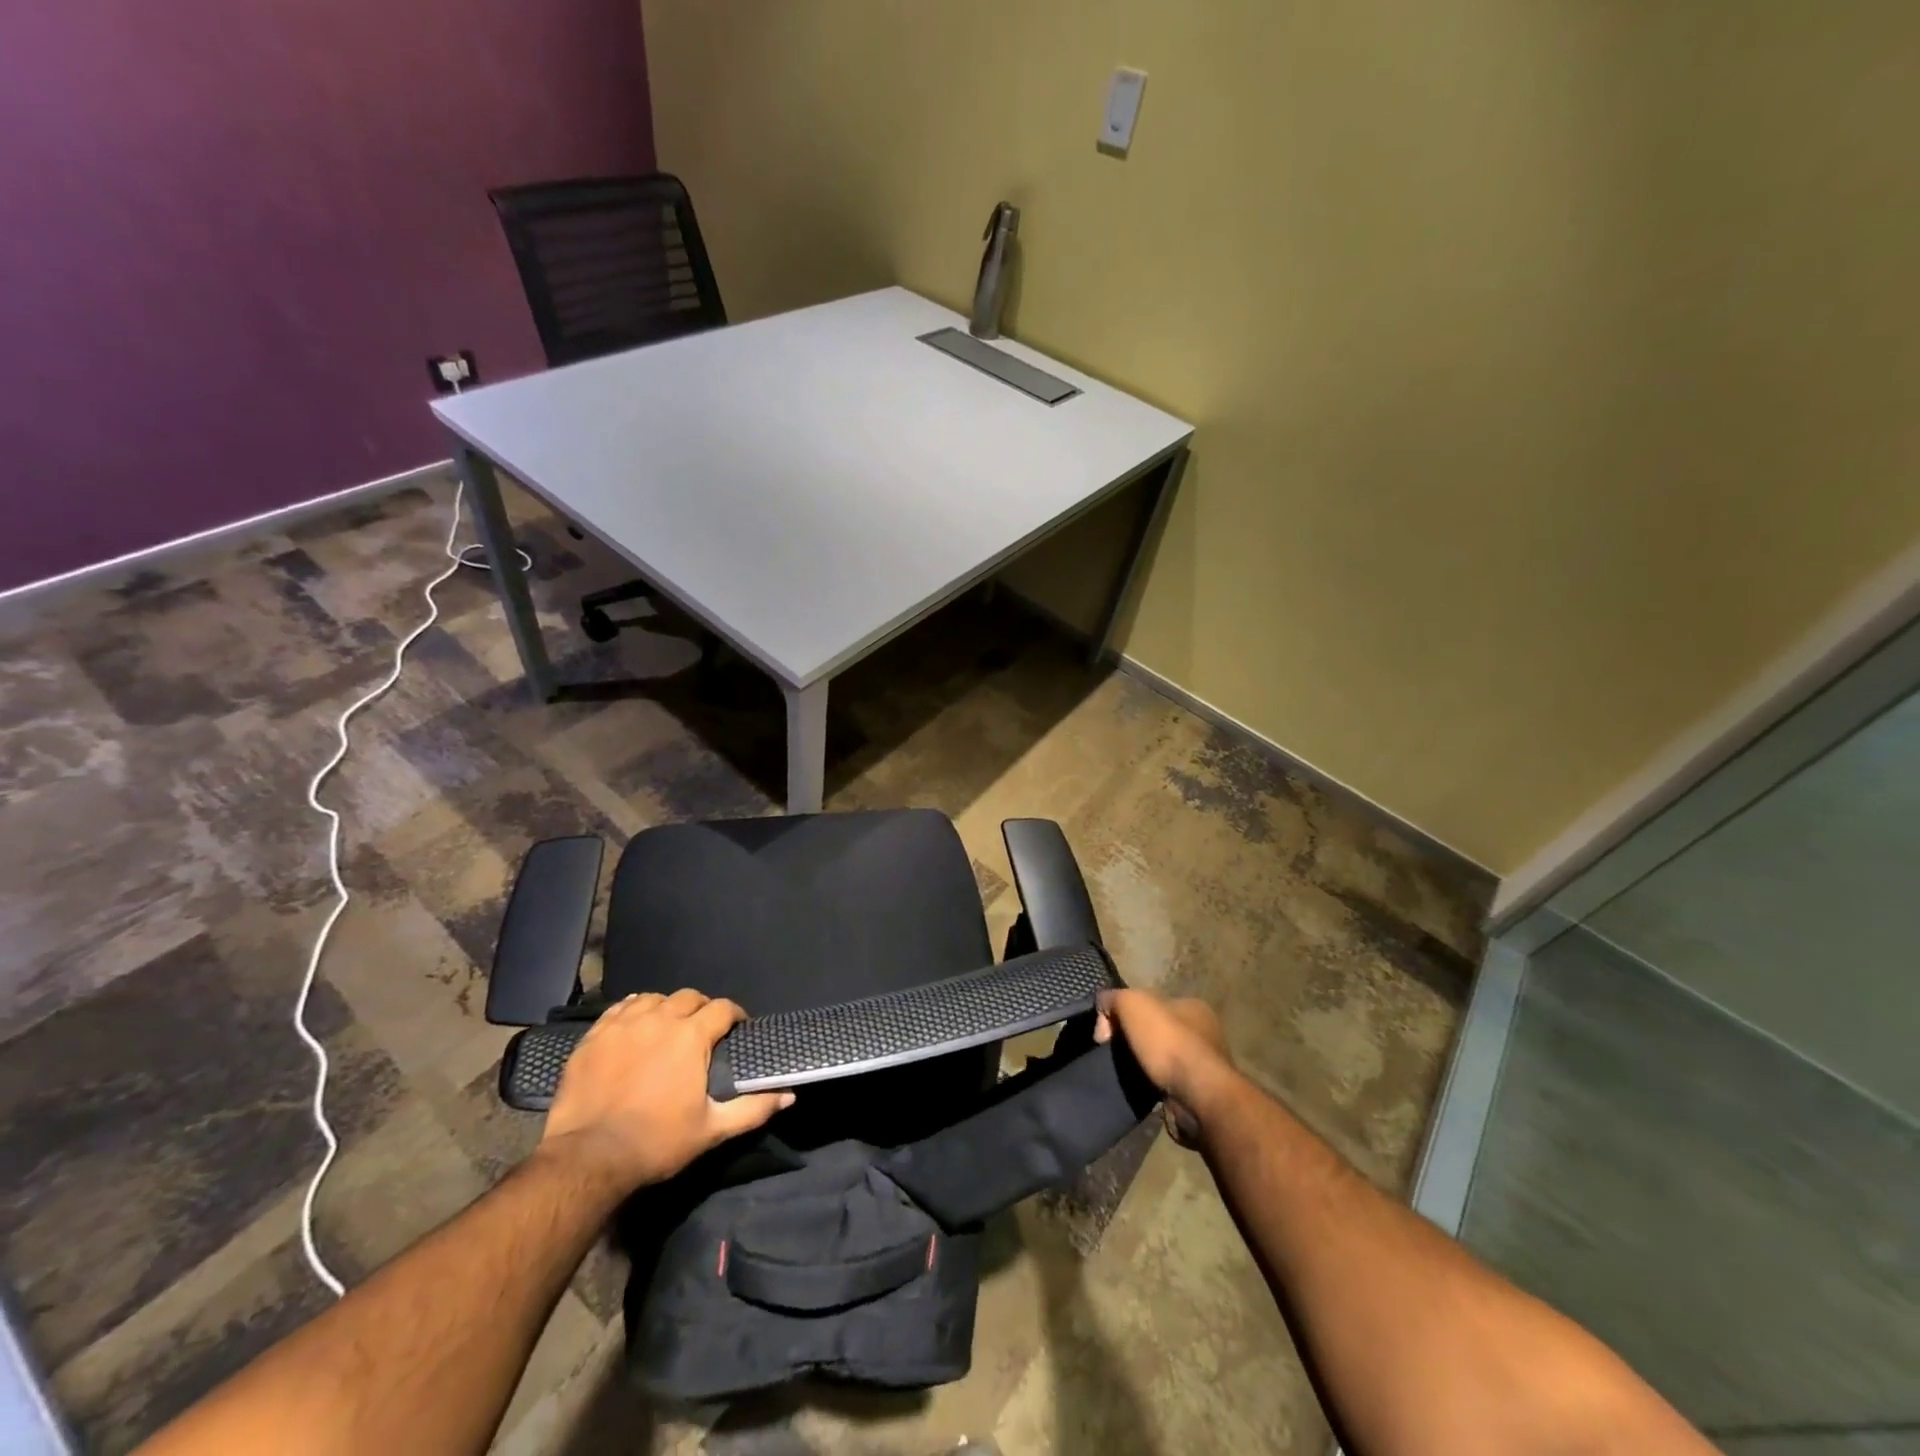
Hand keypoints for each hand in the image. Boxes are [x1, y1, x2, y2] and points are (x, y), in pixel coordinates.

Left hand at [539, 989, 792, 1195]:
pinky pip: (620, 1009)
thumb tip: (789, 1094)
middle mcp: (659, 1019)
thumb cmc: (656, 1142)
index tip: (737, 1029)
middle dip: (701, 1008)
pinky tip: (635, 1026)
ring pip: (653, 998)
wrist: (587, 1159)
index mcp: (691, 1036)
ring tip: (667, 1027)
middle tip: (703, 1030)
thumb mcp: (711, 1130)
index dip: (734, 1015)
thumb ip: (753, 1108)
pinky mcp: (594, 1036)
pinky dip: (633, 1011)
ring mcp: (623, 1025)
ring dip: (666, 1007)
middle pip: (689, 997)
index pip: (722, 1008)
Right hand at [1095, 988, 1233, 1146]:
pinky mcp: (1200, 1092)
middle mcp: (1203, 1031)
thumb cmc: (1168, 1042)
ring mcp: (1204, 1064)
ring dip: (1143, 1064)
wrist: (1199, 1097)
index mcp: (1192, 1005)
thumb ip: (1113, 998)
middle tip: (1114, 1052)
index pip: (1150, 1002)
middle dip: (1134, 1039)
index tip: (1109, 1032)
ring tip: (1126, 1073)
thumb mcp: (1132, 1003)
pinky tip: (1142, 1088)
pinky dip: (1152, 1085)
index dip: (1125, 1013)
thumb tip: (1103, 1012)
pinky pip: (1167, 1082)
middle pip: (1156, 1029)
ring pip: (1161, 1057)